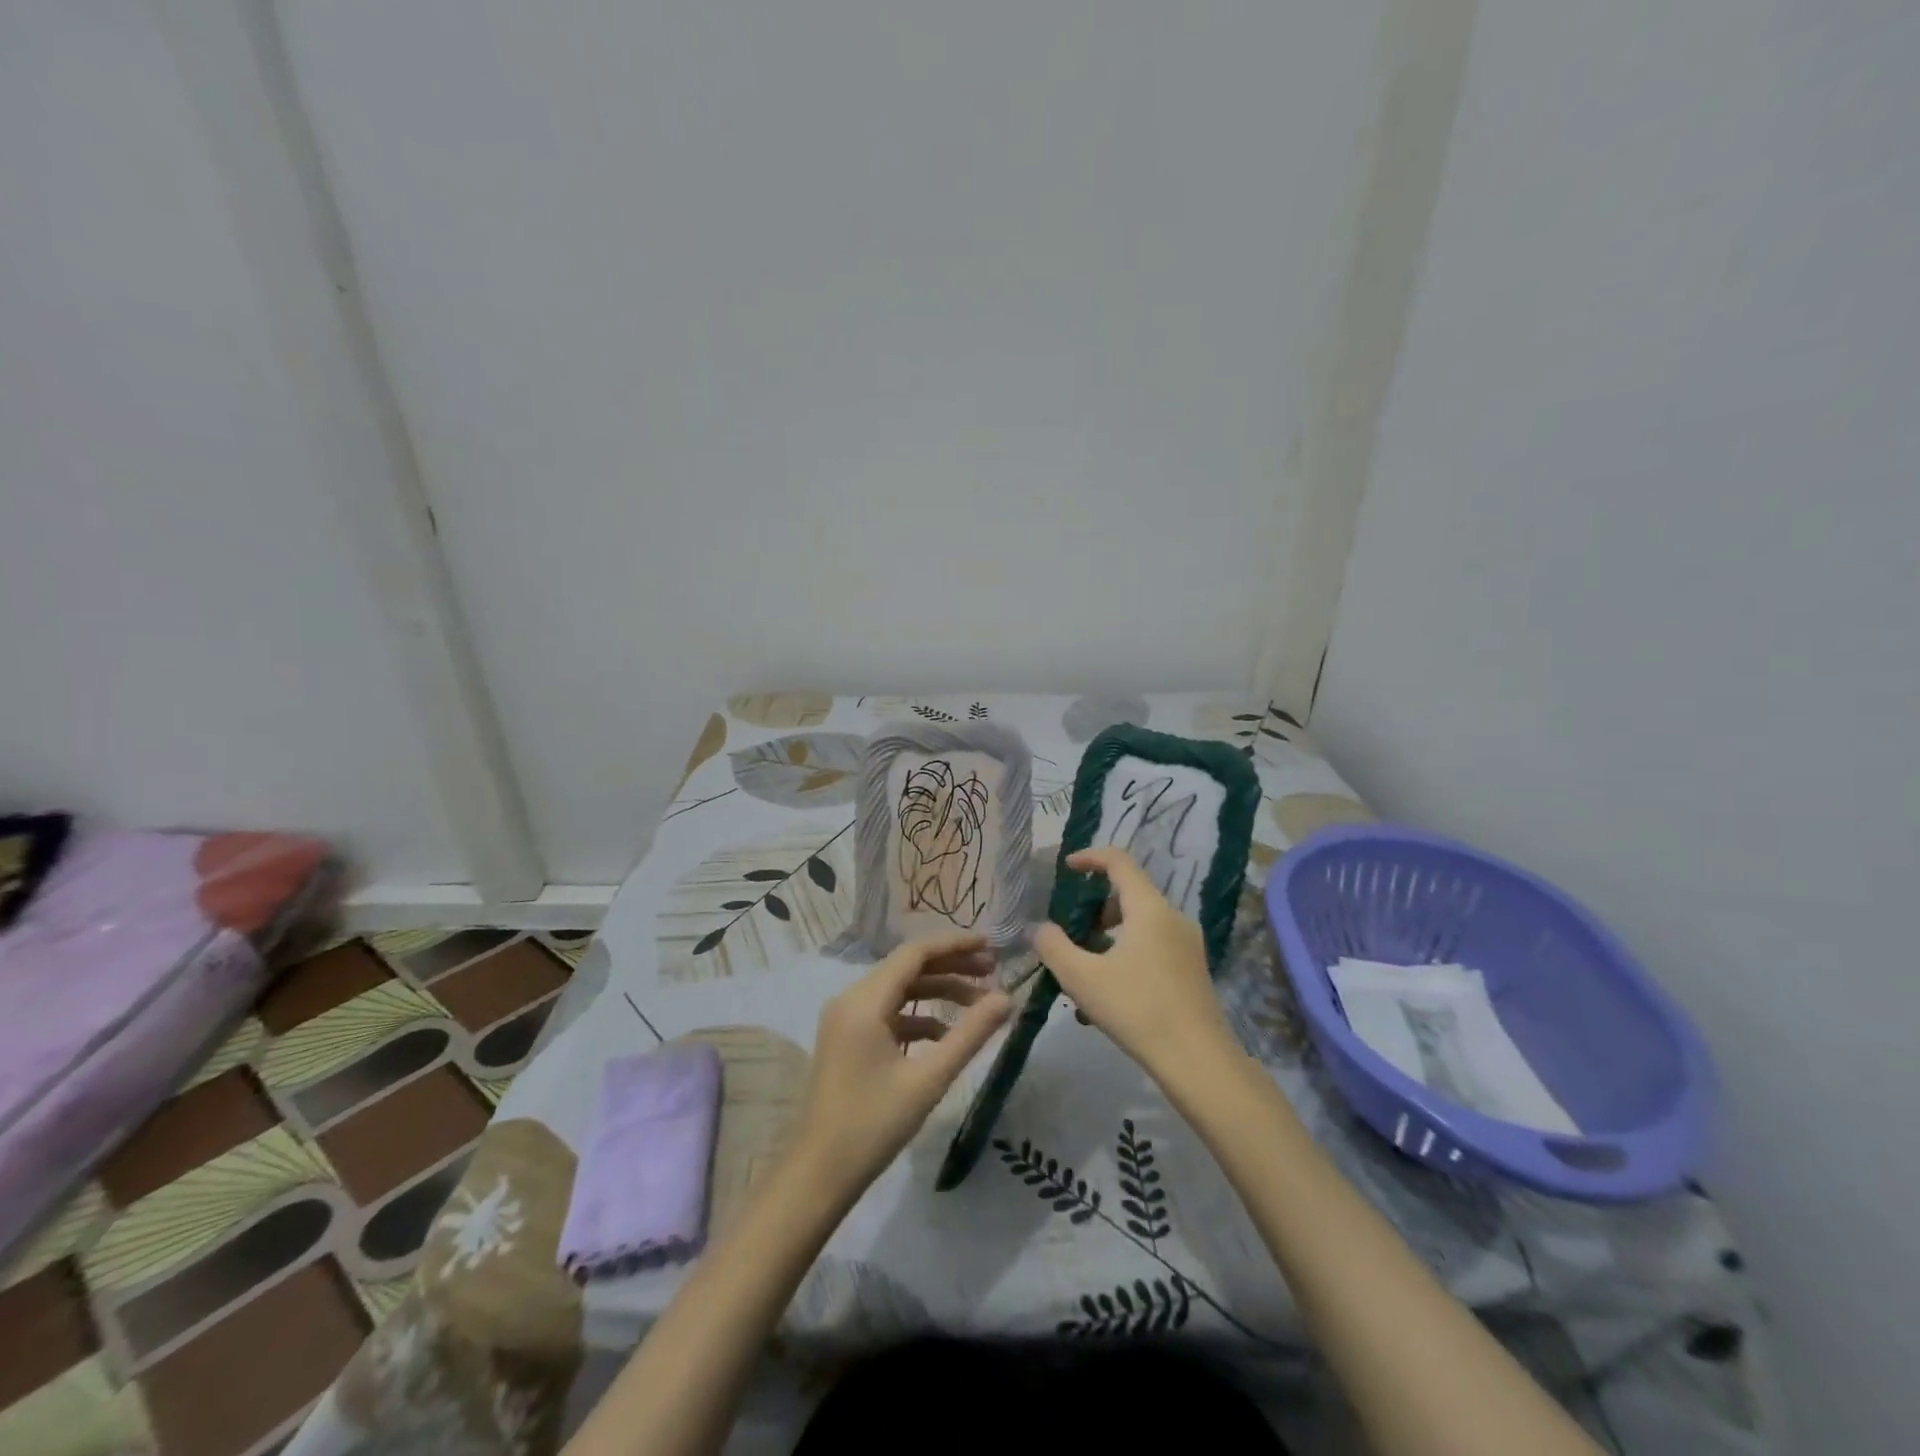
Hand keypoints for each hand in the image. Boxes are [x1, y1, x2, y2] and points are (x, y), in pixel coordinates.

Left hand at [792, 931, 1010, 1195]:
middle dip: (951, 967)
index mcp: (864, 1001)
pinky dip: (919, 1016)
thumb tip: (1005, 999)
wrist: (819, 1174)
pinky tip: (946, 1036)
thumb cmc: (873, 1125)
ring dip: (938, 992)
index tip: (990, 945)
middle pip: (907, 967)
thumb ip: (970, 1034)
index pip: (914, 953)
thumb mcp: (929, 1079)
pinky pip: (888, 1012)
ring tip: (979, 1003)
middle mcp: (851, 999)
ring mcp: (845, 1019)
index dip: (954, 945)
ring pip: (899, 990)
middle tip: (992, 971)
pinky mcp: (847, 1039)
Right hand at [1034, 847, 1235, 1082]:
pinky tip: (1109, 994)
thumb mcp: (1082, 978)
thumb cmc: (1137, 1010)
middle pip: (1129, 893)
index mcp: (1149, 909)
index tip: (1066, 869)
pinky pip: (1152, 945)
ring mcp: (1187, 944)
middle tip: (1072, 932)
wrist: (1197, 1061)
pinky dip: (1126, 953)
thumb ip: (1053, 946)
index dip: (1090, 858)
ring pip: (1140, 923)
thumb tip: (1040, 928)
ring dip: (1109, 935)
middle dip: (1095, 907)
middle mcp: (1173, 917)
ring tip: (1085, 969)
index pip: (1119, 861)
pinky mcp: (1192, 969)